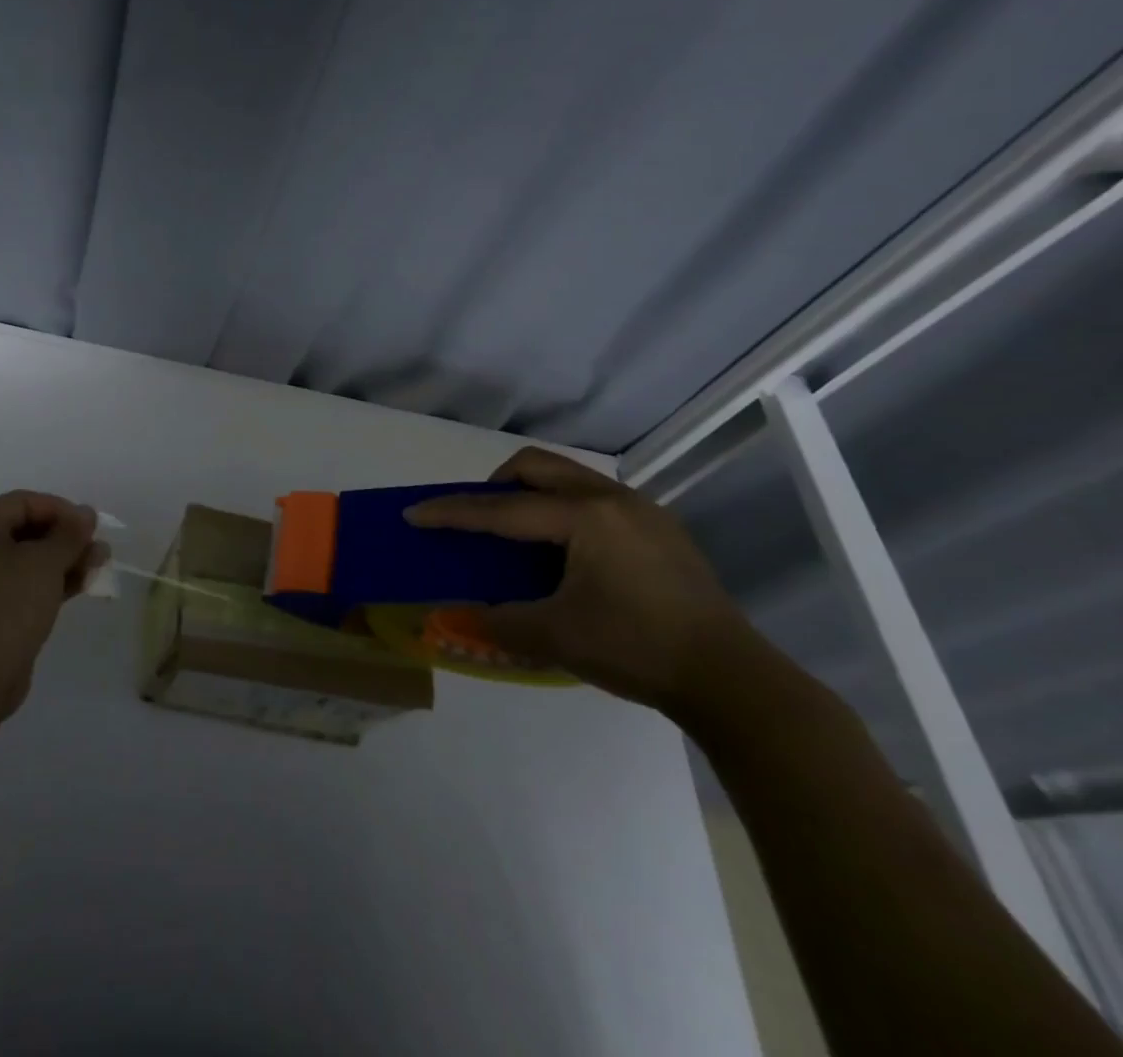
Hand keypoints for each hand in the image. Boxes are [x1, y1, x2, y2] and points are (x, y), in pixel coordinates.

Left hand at [0, 491, 106, 725]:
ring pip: (31, 560)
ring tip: (101, 563)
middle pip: (27, 530)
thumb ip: (69, 534)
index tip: (87, 523)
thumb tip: (86, 513)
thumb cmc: (9, 607)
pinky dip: (55, 581)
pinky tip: (85, 584)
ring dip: (66, 559)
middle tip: (97, 544)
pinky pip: (28, 585)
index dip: (57, 507)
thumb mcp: (45, 563)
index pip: (21, 502)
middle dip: (66, 536)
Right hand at [403, 448, 757, 715]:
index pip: (501, 509)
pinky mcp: (660, 528)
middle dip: (494, 486)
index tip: (414, 513)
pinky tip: (567, 553)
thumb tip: (454, 616)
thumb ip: (496, 621)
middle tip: (479, 521)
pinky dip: (562, 509)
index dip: (452, 513)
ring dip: (530, 494)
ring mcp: (642, 510)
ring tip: (519, 536)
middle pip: (535, 467)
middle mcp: (611, 498)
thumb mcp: (555, 637)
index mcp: (585, 517)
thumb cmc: (636, 649)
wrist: (733, 680)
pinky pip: (593, 497)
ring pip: (567, 477)